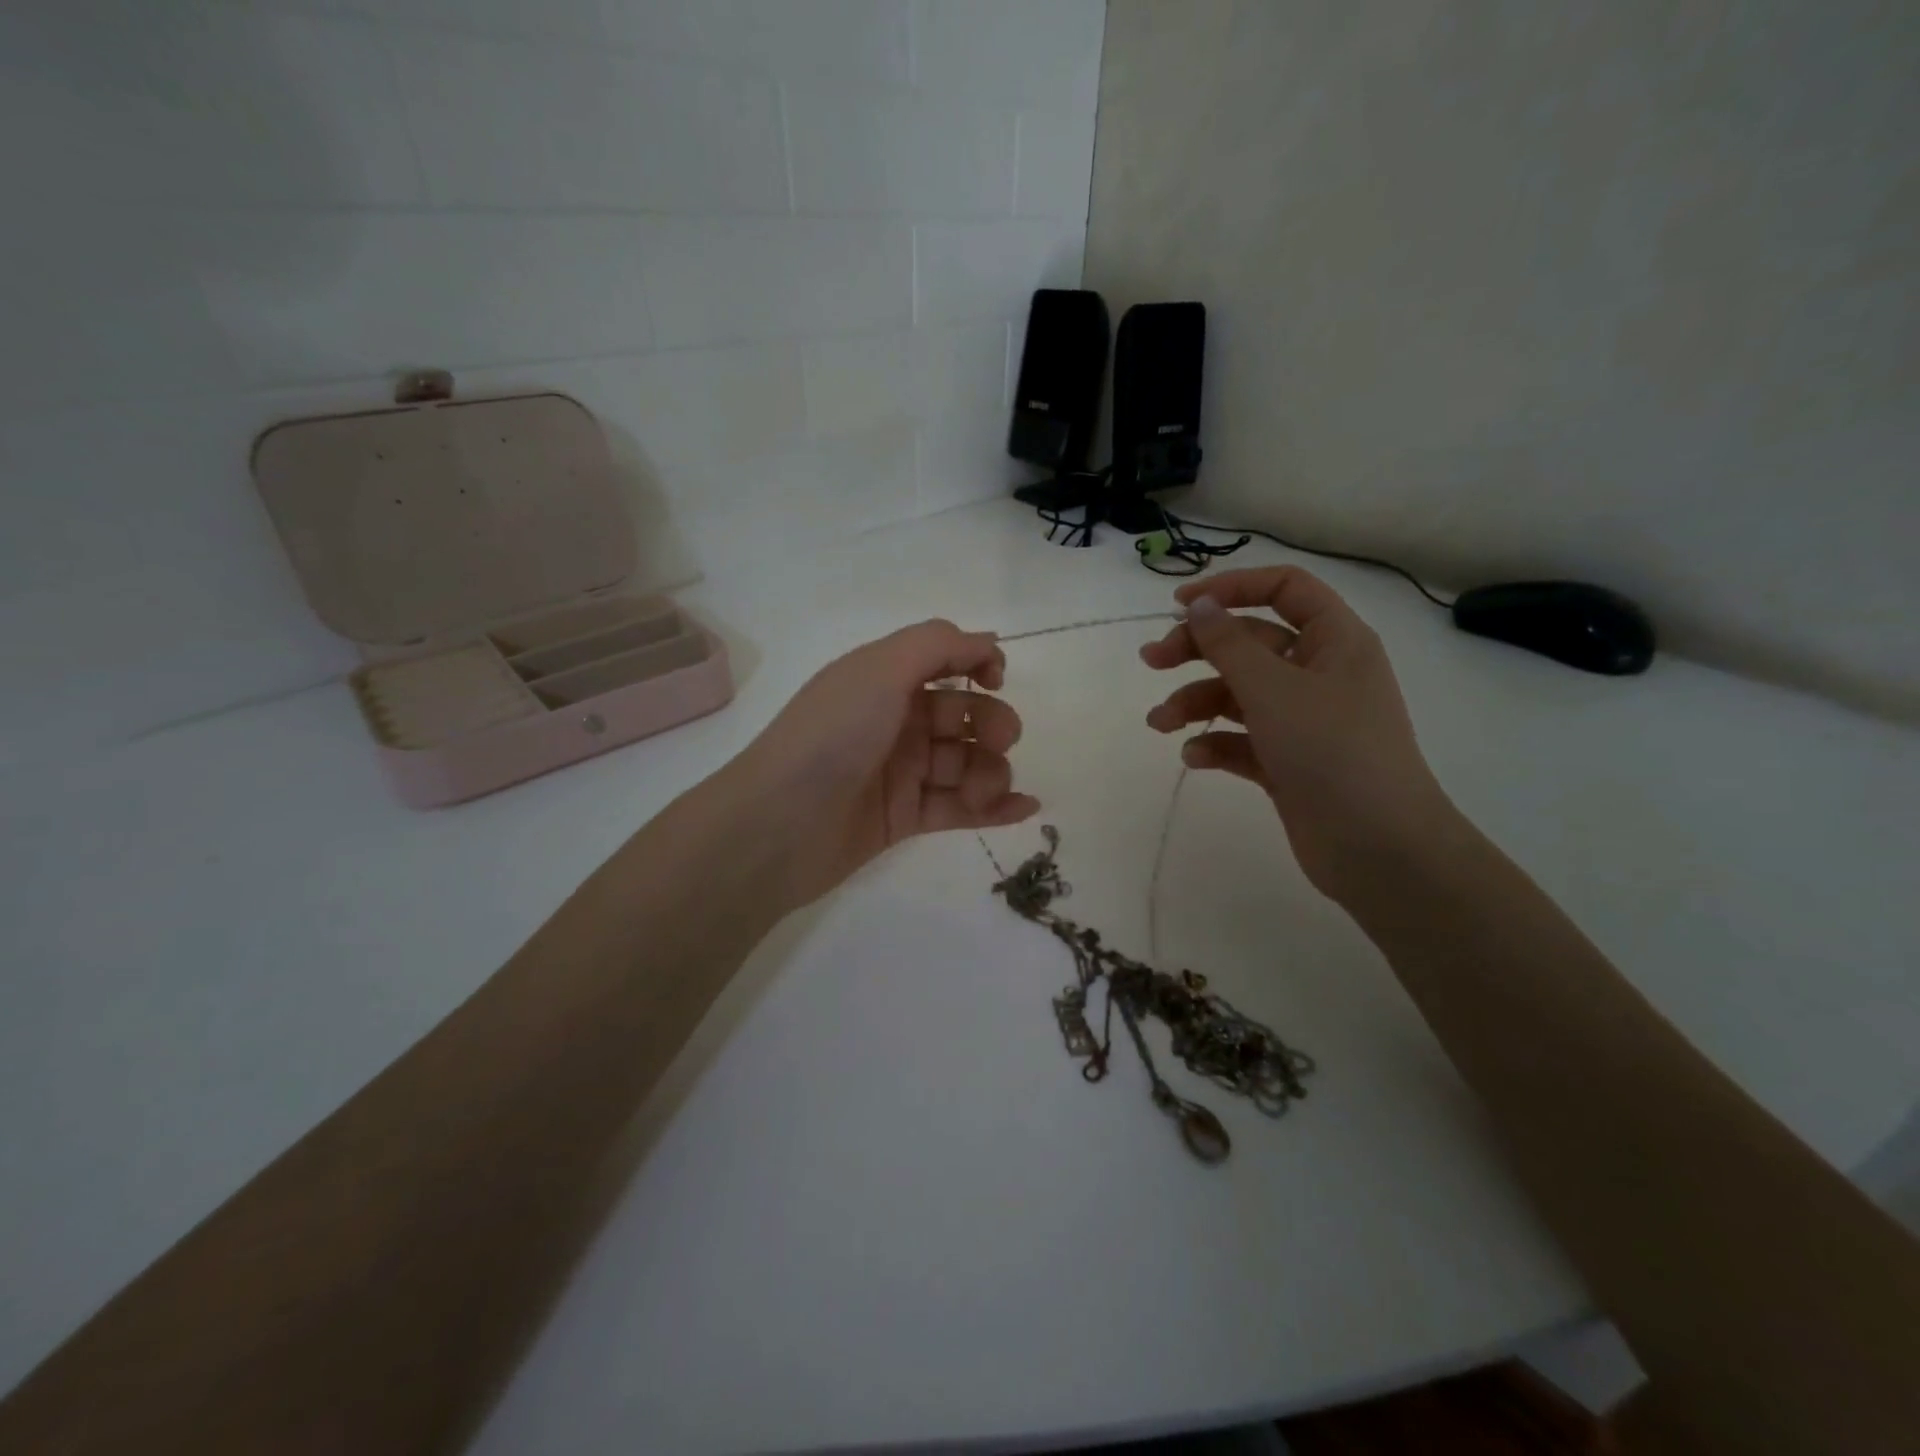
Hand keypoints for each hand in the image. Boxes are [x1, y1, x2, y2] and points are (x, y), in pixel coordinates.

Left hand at [730, 619, 1038, 908]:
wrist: (779, 825)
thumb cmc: (832, 735)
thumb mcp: (880, 670)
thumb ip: (937, 645)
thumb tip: (987, 640)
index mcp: (883, 679)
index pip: (942, 660)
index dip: (977, 663)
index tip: (997, 680)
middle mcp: (893, 721)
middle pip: (963, 714)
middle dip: (992, 724)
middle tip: (999, 742)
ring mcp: (899, 772)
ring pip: (966, 763)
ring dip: (991, 772)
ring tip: (984, 791)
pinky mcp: (903, 818)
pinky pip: (958, 807)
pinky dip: (994, 807)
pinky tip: (1025, 807)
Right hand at [1141, 567, 1452, 901]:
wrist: (1379, 849)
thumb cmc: (1332, 752)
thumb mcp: (1273, 689)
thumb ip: (1229, 644)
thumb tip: (1199, 604)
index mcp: (1334, 640)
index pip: (1284, 589)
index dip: (1232, 588)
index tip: (1179, 603)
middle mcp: (1319, 673)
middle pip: (1249, 642)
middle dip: (1197, 649)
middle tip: (1150, 662)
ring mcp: (1303, 720)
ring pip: (1238, 694)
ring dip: (1195, 702)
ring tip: (1160, 724)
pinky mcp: (1288, 761)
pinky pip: (1242, 739)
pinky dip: (1216, 744)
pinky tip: (1196, 758)